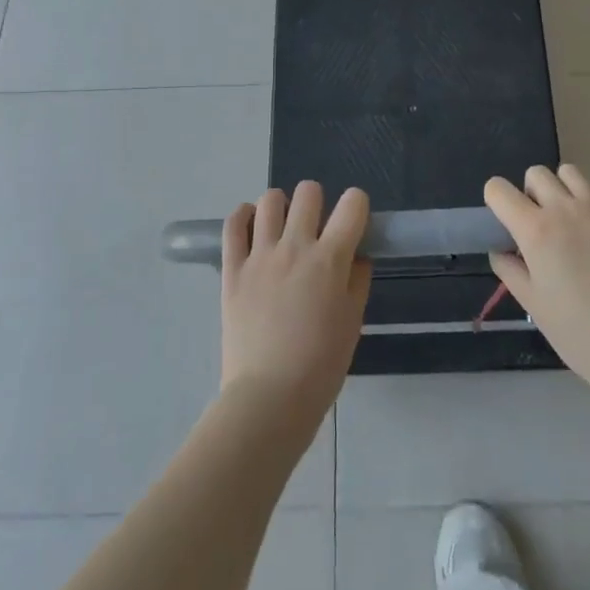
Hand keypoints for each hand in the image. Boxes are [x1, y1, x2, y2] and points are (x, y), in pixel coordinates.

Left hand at [220, 182, 370, 432]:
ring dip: (281, 207)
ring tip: (282, 229)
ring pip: (270, 199)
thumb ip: (357, 280)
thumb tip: (356, 255)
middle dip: (317, 203)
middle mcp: (295, 246)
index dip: (357, 206)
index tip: (353, 223)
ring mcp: (260, 255)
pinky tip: (252, 227)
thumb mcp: (353, 321)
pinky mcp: (232, 269)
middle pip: (309, 192)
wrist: (270, 398)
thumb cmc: (321, 365)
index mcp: (331, 258)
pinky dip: (243, 217)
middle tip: (315, 230)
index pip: (353, 203)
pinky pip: (233, 225)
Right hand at [485, 165, 589, 393]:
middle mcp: (564, 209)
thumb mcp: (532, 303)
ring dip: (564, 188)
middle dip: (531, 193)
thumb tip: (501, 250)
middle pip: (536, 174)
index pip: (498, 190)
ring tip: (572, 217)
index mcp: (534, 230)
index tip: (505, 221)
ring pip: (570, 172)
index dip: (496, 201)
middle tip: (541, 224)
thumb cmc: (576, 331)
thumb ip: (509, 270)